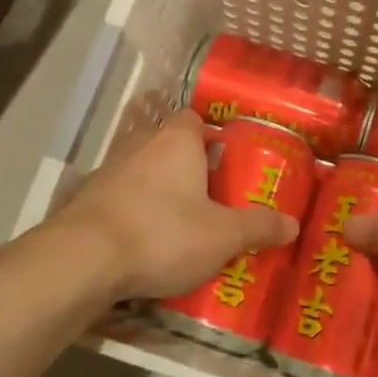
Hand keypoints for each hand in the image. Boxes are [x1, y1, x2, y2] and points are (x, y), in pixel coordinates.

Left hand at [56, 111, 299, 300]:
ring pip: (140, 169)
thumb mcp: (222, 236)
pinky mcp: (86, 198)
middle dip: (185, 164)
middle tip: (208, 194)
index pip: (194, 118)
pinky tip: (143, 238)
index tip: (224, 160)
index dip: (210, 135)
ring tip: (178, 219)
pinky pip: (119, 196)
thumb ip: (258, 227)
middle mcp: (140, 144)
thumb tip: (293, 224)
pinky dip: (132, 210)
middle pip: (167, 143)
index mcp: (177, 140)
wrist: (84, 258)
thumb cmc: (163, 233)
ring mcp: (108, 169)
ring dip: (156, 187)